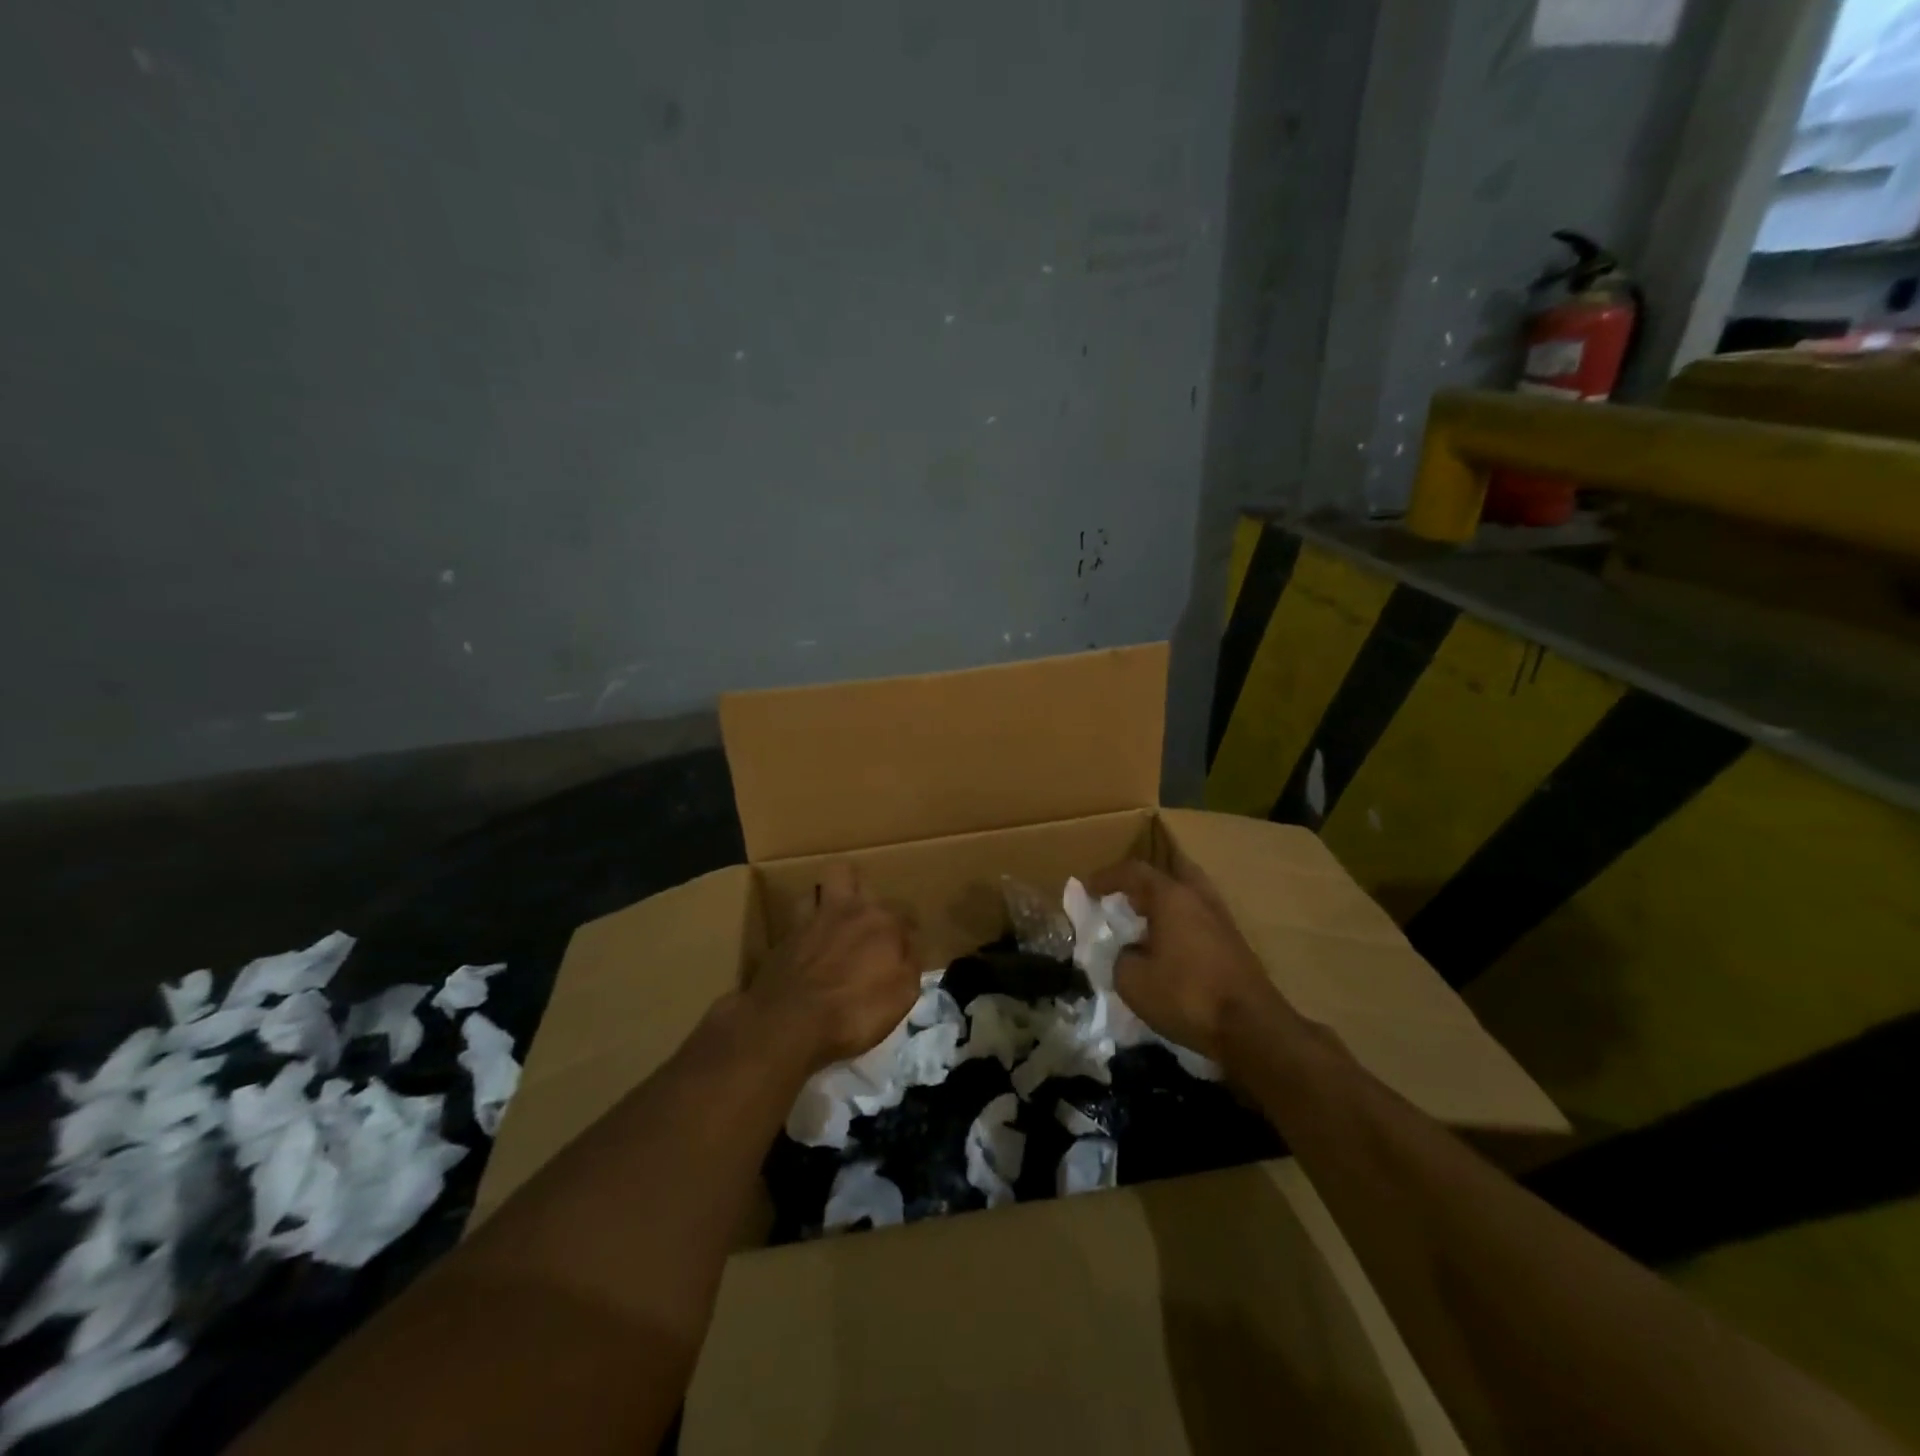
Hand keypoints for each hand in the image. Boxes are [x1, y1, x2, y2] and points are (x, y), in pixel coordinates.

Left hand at [749, 864, 918, 1071]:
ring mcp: (815, 917)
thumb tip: (909, 948)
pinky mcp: (787, 933)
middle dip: (863, 893)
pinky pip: (802, 910)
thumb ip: (910, 964)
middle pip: (856, 878)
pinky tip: (811, 936)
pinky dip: (809, 919)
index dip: (908, 930)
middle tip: (866, 922)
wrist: (791, 1022)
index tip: (905, 949)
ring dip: (831, 894)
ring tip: (836, 917)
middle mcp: (850, 909)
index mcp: (883, 922)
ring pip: (824, 883)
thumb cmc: (855, 1012)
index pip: (906, 912)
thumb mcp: (902, 997)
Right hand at [1086, 859, 1286, 1063]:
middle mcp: (1199, 898)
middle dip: (1145, 880)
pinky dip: (1180, 921)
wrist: (1252, 1028)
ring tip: (1144, 921)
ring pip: (1189, 894)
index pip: (1133, 872)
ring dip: (1166, 901)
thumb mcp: (1132, 981)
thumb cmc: (1187, 995)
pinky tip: (1168, 944)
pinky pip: (1199, 917)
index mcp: (1171, 896)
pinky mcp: (1234, 943)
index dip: (1106, 877)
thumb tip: (1127, 953)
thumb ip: (1119, 957)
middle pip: (1171, 871)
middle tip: (1125, 896)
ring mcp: (1221, 919)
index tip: (1087, 889)